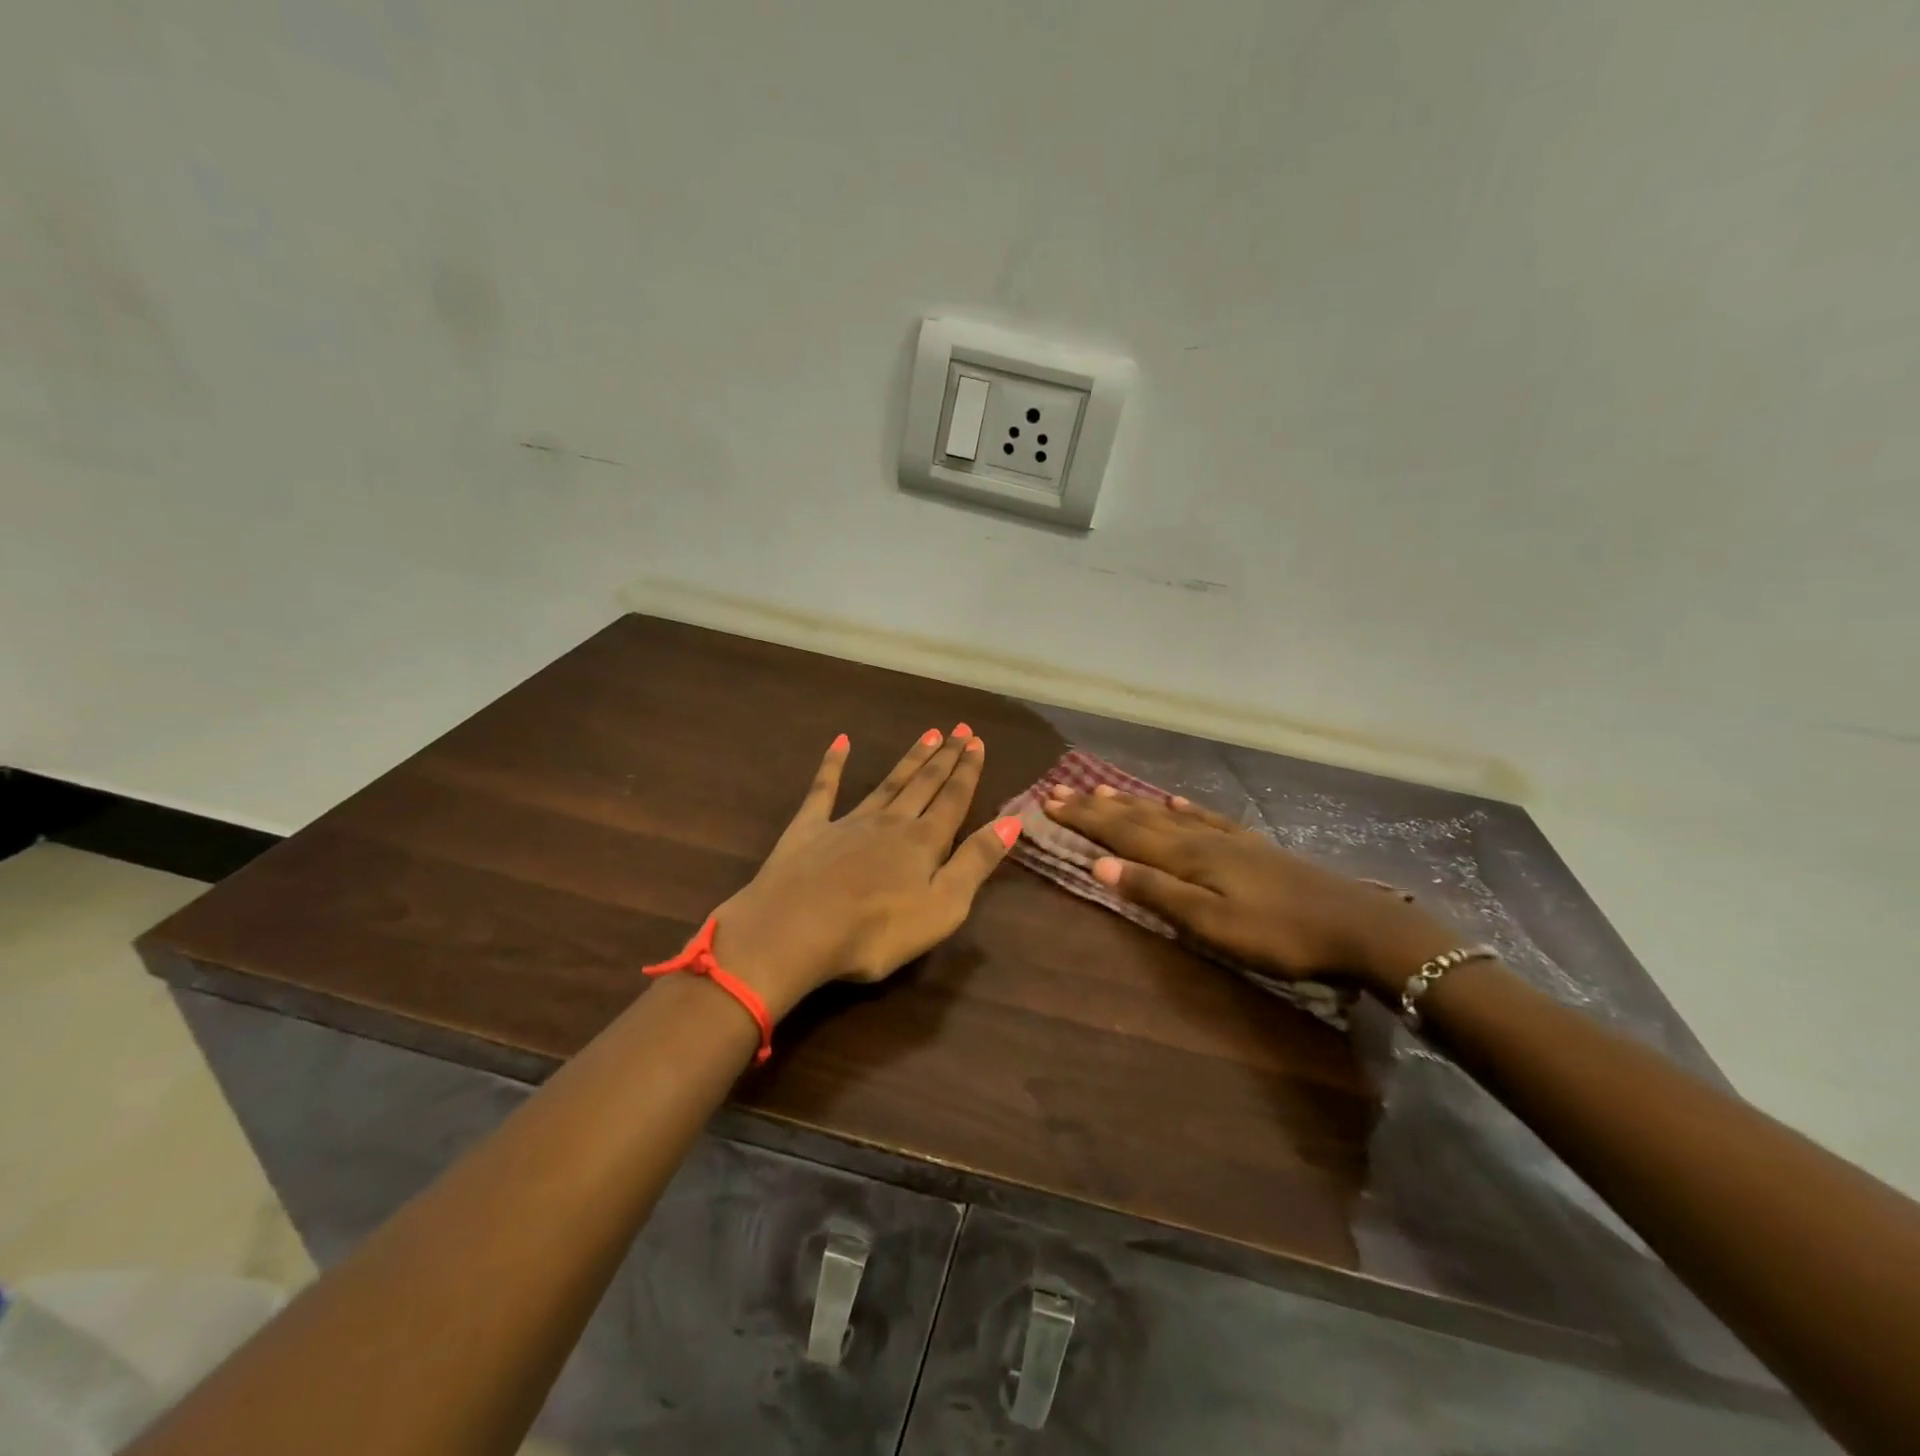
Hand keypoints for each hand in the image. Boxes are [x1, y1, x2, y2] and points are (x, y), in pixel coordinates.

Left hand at [710, 727, 1022, 1017]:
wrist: (796, 930)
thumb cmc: (877, 930)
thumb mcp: (943, 906)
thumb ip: (976, 861)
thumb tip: (1012, 820)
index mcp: (924, 842)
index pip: (953, 799)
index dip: (967, 771)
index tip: (977, 741)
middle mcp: (890, 822)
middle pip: (924, 784)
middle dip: (944, 757)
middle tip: (958, 729)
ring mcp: (848, 822)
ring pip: (887, 783)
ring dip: (909, 760)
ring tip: (927, 734)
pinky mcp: (809, 829)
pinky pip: (823, 789)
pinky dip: (833, 764)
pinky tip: (840, 742)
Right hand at [1042, 786, 1456, 1000]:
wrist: (1359, 927)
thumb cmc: (1279, 935)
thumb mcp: (1211, 924)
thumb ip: (1155, 892)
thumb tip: (1098, 864)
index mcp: (1186, 857)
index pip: (1122, 833)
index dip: (1085, 818)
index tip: (1050, 802)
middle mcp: (1200, 840)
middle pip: (1139, 818)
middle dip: (1097, 805)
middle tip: (1062, 789)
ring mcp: (1229, 840)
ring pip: (1167, 814)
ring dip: (1131, 802)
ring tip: (1103, 789)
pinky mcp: (1252, 847)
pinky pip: (1206, 819)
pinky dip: (1183, 808)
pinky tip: (1175, 800)